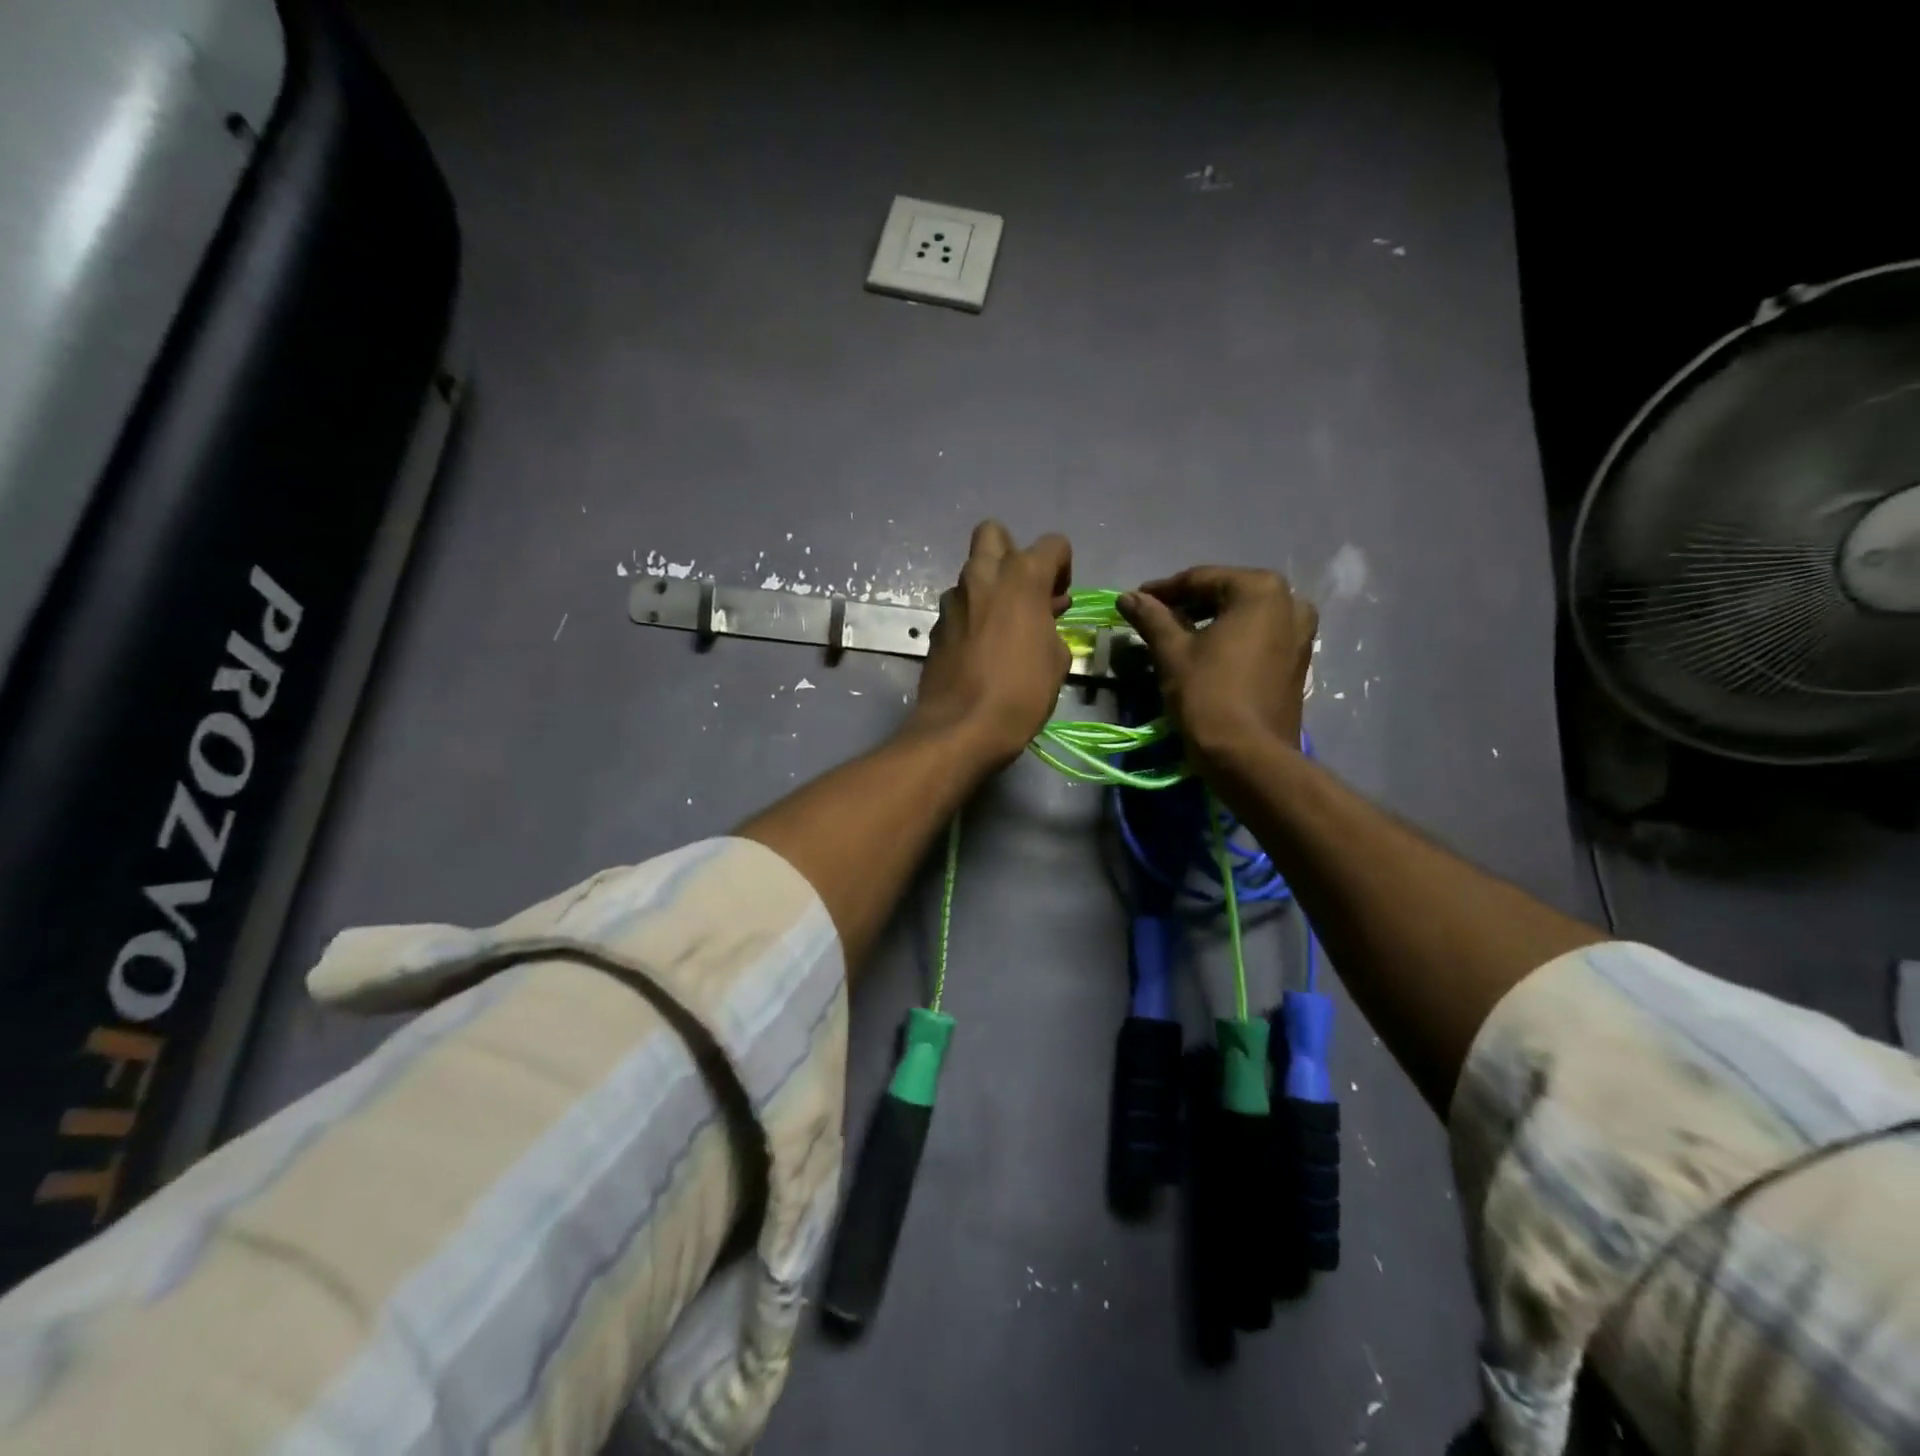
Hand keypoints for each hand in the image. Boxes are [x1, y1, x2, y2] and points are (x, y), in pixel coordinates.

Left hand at [911, 521, 1072, 765]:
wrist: (960, 729)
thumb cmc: (1020, 693)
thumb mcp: (1057, 661)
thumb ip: (1053, 627)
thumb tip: (1044, 619)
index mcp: (1020, 577)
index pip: (1052, 544)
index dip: (1062, 567)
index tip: (1061, 599)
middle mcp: (981, 577)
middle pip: (993, 533)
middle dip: (1012, 552)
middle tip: (1025, 591)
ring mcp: (952, 601)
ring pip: (972, 573)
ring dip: (989, 588)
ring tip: (1005, 627)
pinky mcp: (935, 628)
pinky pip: (959, 607)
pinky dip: (972, 616)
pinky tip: (982, 649)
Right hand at [1119, 567, 1316, 766]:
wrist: (1249, 756)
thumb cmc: (1208, 695)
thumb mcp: (1172, 652)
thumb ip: (1151, 617)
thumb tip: (1127, 596)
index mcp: (1260, 589)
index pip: (1200, 580)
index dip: (1163, 591)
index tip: (1134, 600)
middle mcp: (1289, 601)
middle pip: (1225, 594)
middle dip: (1187, 606)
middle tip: (1153, 619)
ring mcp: (1300, 632)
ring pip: (1243, 617)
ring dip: (1209, 623)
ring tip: (1175, 638)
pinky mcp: (1298, 661)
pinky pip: (1258, 637)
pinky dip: (1230, 639)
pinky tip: (1204, 654)